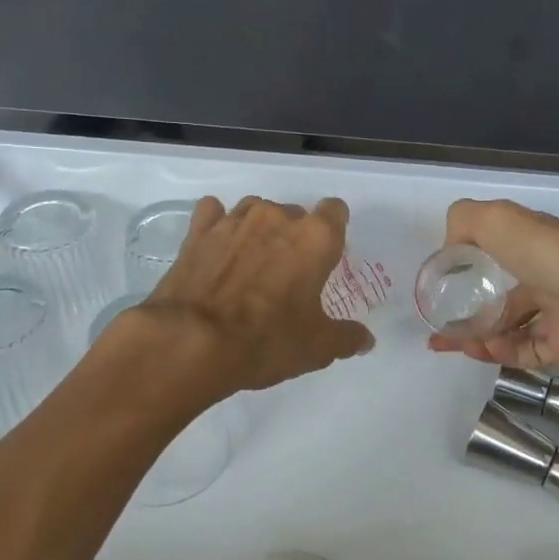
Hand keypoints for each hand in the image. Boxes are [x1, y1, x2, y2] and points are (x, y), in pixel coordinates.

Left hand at [137, 195, 372, 396]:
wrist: (193, 341)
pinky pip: (214, 213)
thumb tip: (366, 340)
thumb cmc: (266, 340)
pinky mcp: (199, 230)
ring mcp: (235, 219)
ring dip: (258, 231)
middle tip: (287, 276)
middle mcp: (277, 216)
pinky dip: (217, 225)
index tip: (326, 256)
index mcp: (315, 238)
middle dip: (294, 238)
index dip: (333, 231)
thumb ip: (346, 337)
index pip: (335, 211)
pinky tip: (216, 248)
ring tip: (250, 265)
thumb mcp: (316, 348)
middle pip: (295, 214)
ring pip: (256, 211)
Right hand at [425, 199, 558, 371]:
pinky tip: (478, 353)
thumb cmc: (556, 256)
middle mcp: (548, 274)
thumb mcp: (500, 220)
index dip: (467, 264)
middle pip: (502, 295)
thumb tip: (450, 247)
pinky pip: (527, 352)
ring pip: (511, 326)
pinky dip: (500, 353)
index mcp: (536, 242)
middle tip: (437, 325)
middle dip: (467, 309)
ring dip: (478, 335)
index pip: (498, 250)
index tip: (440, 281)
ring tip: (447, 343)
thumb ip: (465, 221)